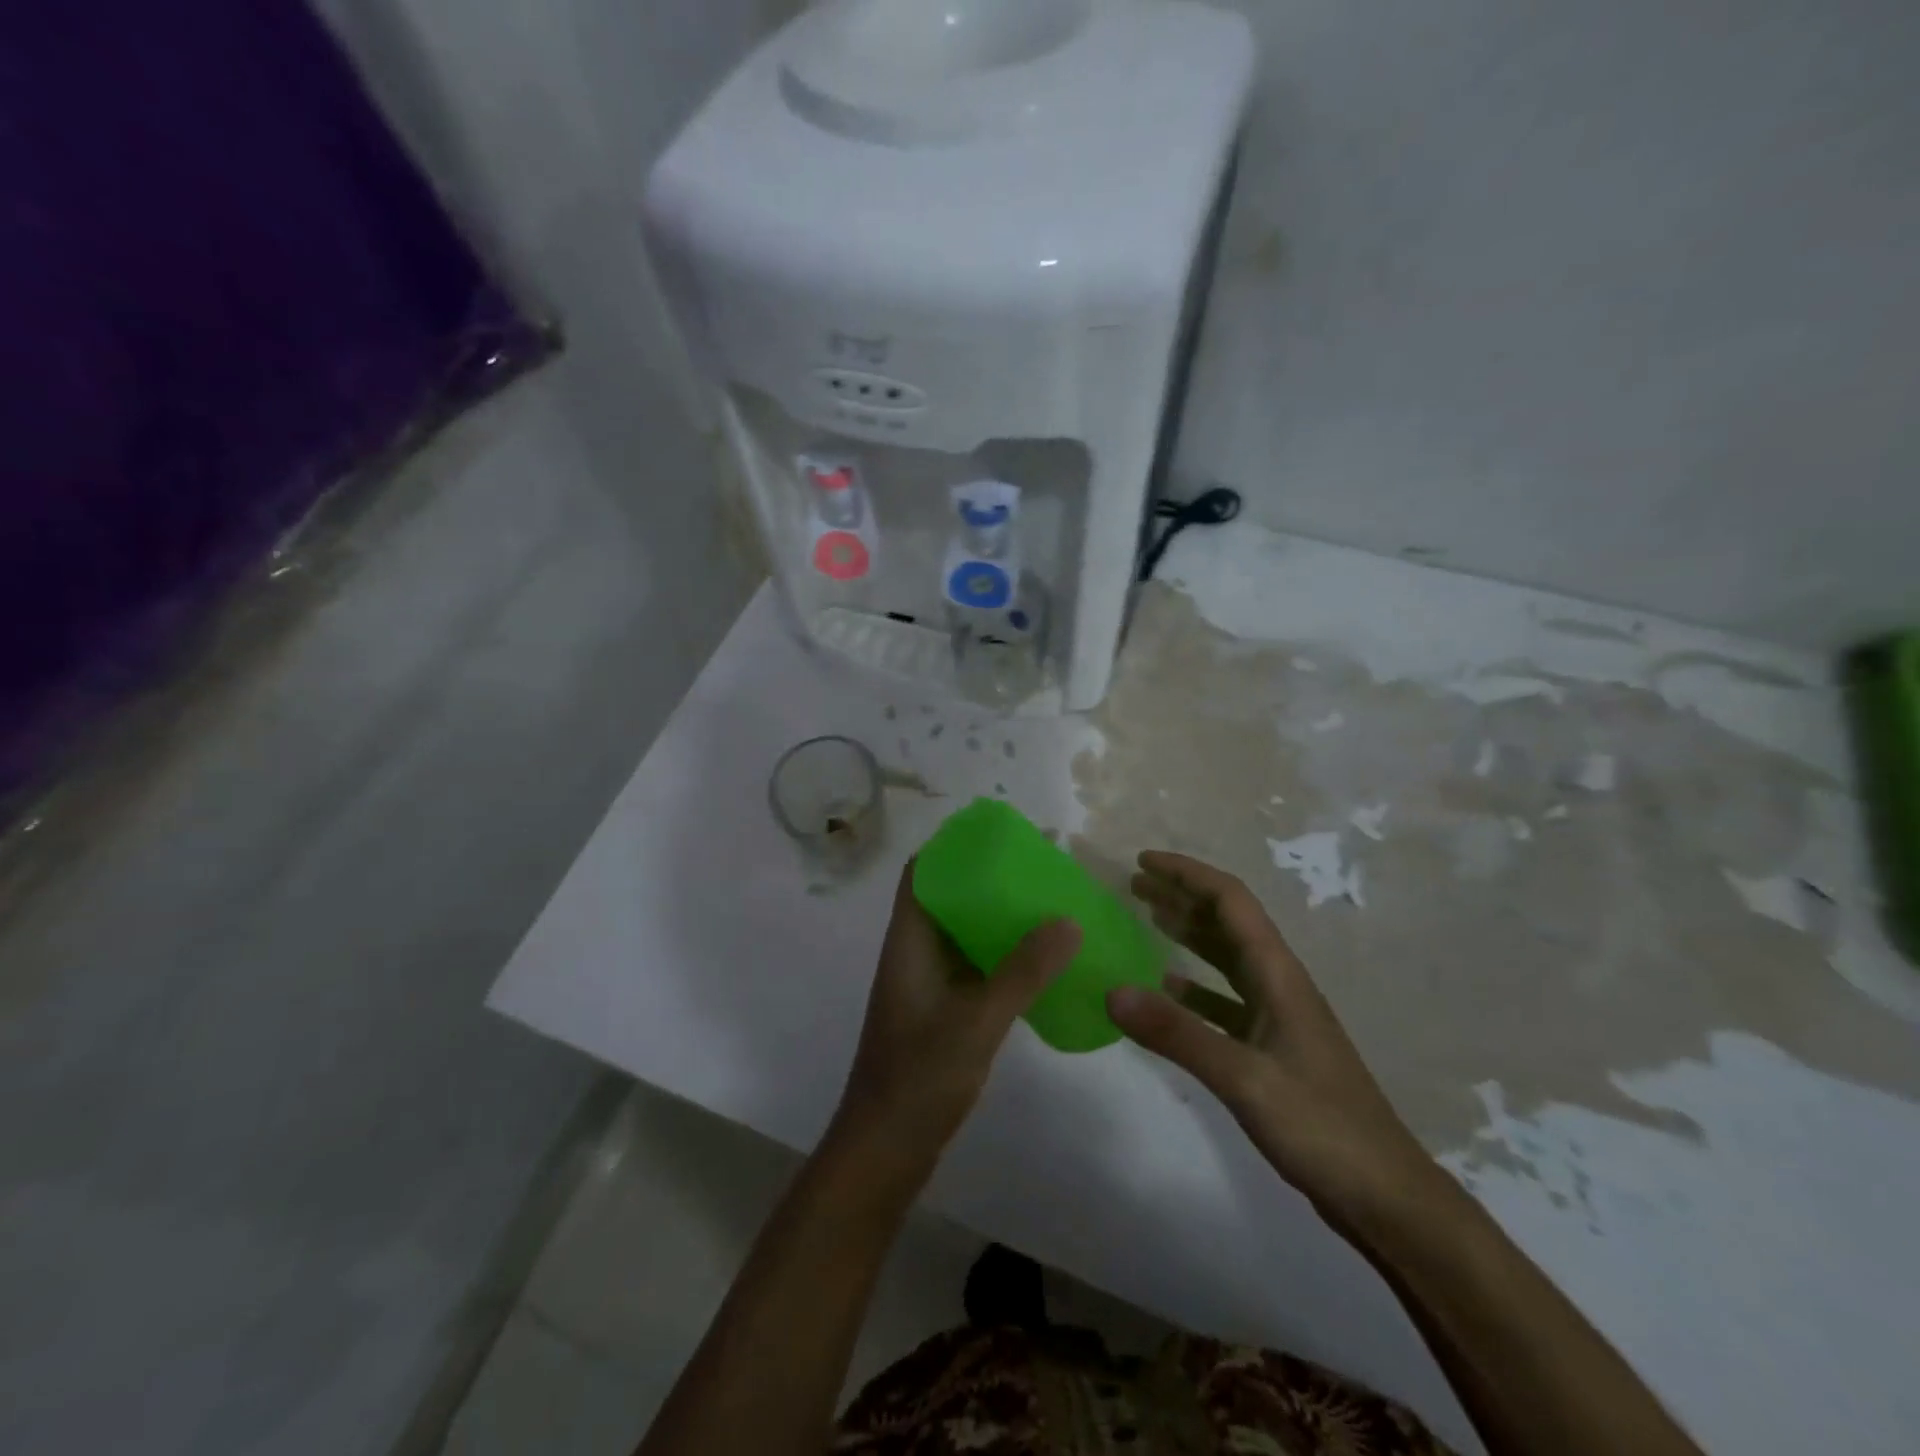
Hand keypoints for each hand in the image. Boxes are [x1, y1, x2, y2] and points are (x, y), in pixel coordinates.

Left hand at [834, 861, 1082, 1166]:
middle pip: (949, 897)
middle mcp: (916, 953)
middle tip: (1041, 866)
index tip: (1000, 833)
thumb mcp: (976, 1021)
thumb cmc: (919, 1078)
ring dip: (999, 916)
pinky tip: (1041, 959)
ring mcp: (929, 985)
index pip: (922, 872)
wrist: (885, 1151)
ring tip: (1049, 902)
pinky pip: (976, 966)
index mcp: (909, 941)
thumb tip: (1068, 919)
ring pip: (965, 933)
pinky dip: (1004, 954)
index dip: (954, 846)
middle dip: (989, 877)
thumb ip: (1022, 972)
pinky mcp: (944, 1012)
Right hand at [1107, 852, 1433, 1224]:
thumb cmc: (1322, 1128)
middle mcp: (1279, 984)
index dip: (1187, 874)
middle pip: (1228, 922)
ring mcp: (1278, 1018)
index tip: (1142, 862)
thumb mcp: (1244, 1078)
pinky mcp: (1273, 1050)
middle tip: (1134, 884)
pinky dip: (1195, 986)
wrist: (1387, 1198)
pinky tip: (1168, 990)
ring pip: (1226, 958)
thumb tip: (1111, 990)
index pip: (1231, 901)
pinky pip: (1226, 1000)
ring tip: (1147, 918)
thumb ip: (1177, 1033)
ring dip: (1188, 933)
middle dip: (1182, 895)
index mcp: (1278, 975)